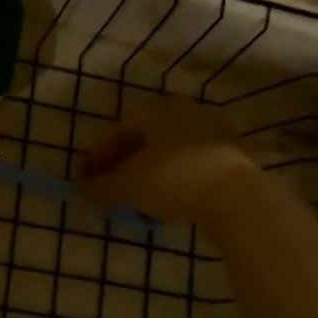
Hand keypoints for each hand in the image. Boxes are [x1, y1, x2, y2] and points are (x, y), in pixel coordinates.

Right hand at [77, 95, 266, 228]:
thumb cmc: (173, 178)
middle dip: (121, 169)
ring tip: (133, 207)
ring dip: (145, 180)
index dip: (95, 159)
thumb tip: (79, 193)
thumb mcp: (127, 185)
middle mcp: (185, 112)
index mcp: (157, 109)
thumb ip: (100, 188)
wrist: (238, 197)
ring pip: (166, 157)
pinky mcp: (232, 158)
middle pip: (143, 143)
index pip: (117, 132)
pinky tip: (162, 208)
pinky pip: (189, 169)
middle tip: (107, 193)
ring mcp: (212, 133)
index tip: (82, 183)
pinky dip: (170, 185)